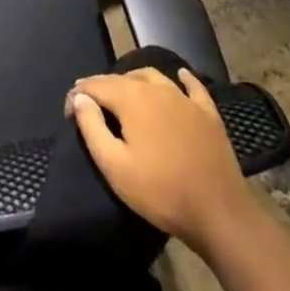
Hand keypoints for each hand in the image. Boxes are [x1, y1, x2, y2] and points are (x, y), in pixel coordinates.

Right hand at [67, 66, 259, 257]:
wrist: (220, 213)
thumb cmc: (161, 192)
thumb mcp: (114, 166)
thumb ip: (92, 127)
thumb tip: (80, 98)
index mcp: (131, 98)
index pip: (95, 85)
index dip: (78, 96)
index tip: (69, 115)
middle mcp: (157, 88)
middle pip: (122, 78)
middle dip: (102, 88)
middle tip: (92, 109)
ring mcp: (185, 99)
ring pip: (152, 77)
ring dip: (133, 81)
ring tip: (124, 96)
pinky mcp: (208, 114)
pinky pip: (192, 87)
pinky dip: (182, 79)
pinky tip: (179, 76)